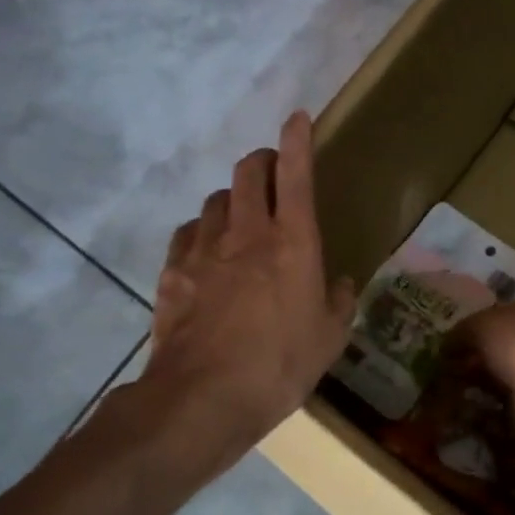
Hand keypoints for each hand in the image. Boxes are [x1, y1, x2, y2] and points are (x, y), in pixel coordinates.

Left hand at [139, 112, 356, 455]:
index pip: (297, 175)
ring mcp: (204, 249)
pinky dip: (201, 232)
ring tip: (239, 219)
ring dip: (232, 199)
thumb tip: (342, 283)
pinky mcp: (173, 271)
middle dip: (261, 160)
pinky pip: (188, 233)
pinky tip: (205, 253)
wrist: (203, 398)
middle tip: (271, 171)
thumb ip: (339, 302)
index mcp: (293, 243)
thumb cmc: (279, 367)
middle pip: (248, 172)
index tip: (297, 117)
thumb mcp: (329, 339)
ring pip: (216, 200)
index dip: (297, 140)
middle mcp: (247, 233)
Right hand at [463, 295, 514, 443]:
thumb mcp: (480, 324)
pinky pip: (514, 405)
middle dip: (482, 358)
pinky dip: (495, 410)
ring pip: (511, 376)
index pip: (508, 310)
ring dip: (488, 385)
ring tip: (458, 393)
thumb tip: (448, 344)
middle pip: (509, 344)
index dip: (481, 325)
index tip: (458, 342)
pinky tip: (474, 413)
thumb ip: (463, 331)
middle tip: (453, 369)